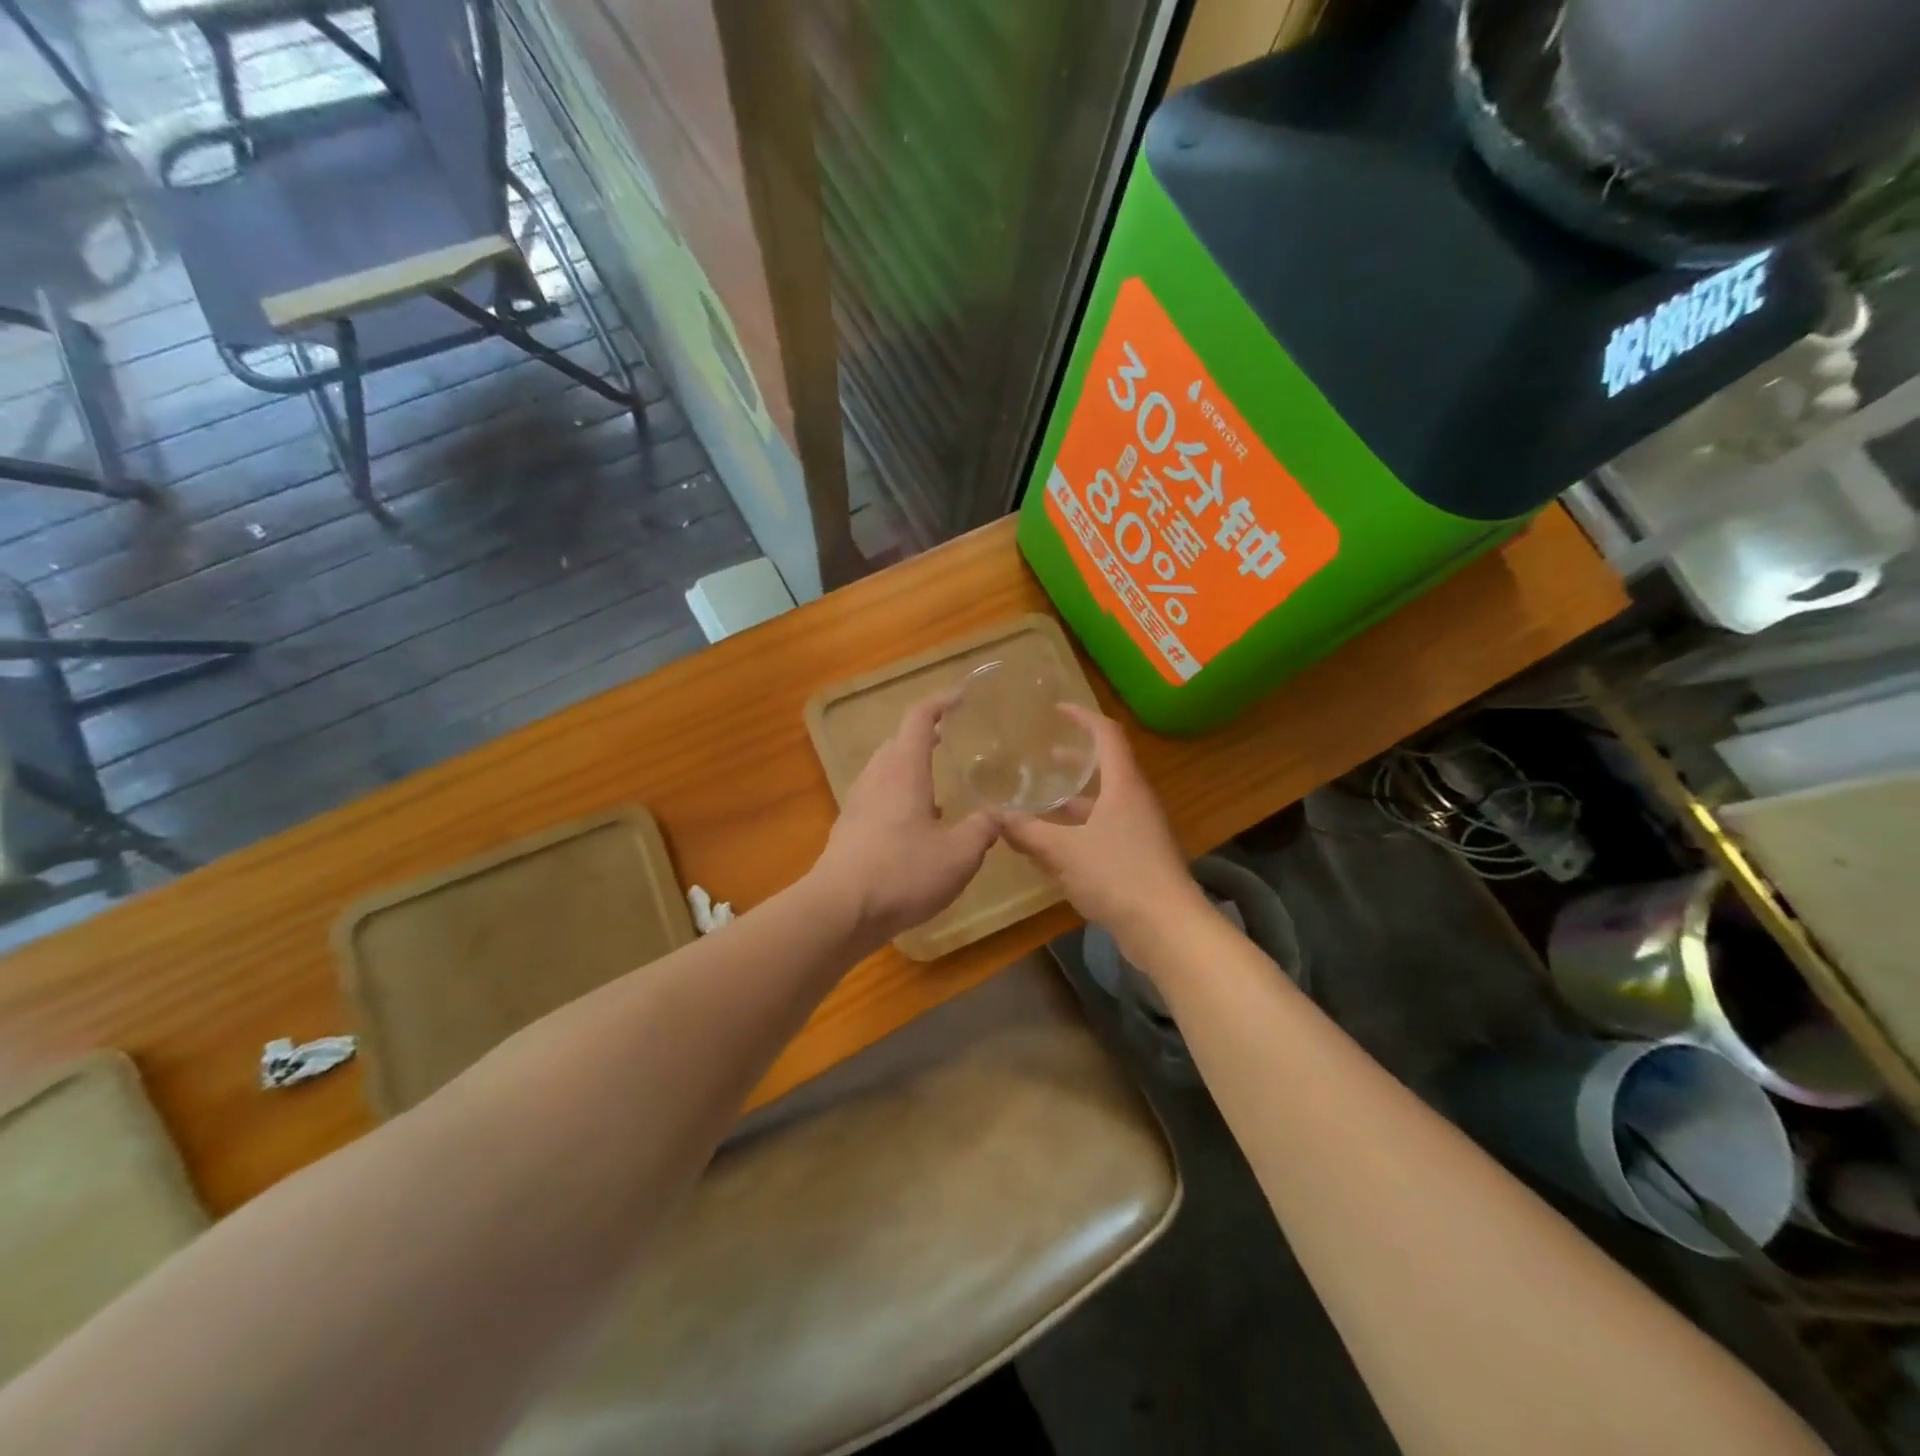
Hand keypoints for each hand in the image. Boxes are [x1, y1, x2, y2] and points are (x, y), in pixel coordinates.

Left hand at [812, 693, 998, 945]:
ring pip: (886, 769)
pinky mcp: (849, 827)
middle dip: (925, 734)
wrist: (840, 910)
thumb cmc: (903, 873)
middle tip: (953, 738)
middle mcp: (877, 776)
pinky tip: (916, 824)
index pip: (920, 717)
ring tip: (938, 784)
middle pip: (899, 740)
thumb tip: (998, 814)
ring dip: (911, 766)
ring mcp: (858, 801)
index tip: (962, 697)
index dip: (941, 701)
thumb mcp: (959, 855)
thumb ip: (982, 829)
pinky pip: (878, 796)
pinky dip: (899, 794)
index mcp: (904, 769)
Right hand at [997, 705, 1205, 957]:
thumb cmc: (1117, 875)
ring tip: (1039, 805)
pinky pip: (1104, 831)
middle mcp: (1135, 801)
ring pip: (1103, 804)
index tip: (1057, 709)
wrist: (1167, 928)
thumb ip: (1027, 832)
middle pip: (1106, 769)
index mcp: (1123, 786)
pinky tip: (1053, 848)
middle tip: (1043, 758)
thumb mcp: (1063, 851)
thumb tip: (994, 816)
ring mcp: (1140, 831)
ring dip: (1073, 801)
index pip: (1106, 735)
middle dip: (1073, 762)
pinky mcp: (1139, 858)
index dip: (1083, 717)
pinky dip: (1078, 831)